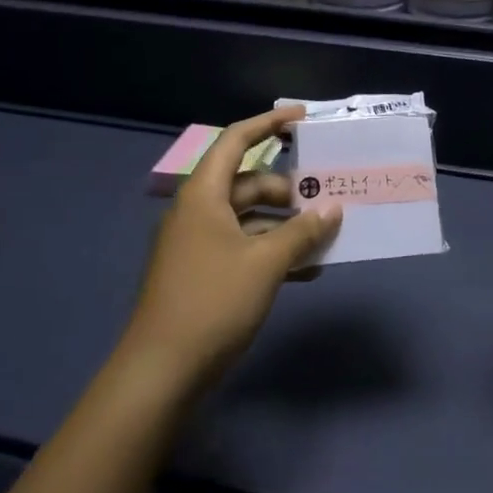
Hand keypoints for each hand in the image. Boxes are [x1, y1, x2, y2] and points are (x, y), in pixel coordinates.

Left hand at [120, 107, 341, 390]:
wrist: (160, 373)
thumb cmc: (212, 302)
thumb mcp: (265, 263)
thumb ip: (302, 232)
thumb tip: (332, 209)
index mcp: (204, 195)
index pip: (236, 140)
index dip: (269, 123)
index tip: (303, 118)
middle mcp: (199, 212)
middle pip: (250, 183)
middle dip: (290, 189)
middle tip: (328, 197)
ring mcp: (199, 244)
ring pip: (251, 218)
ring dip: (287, 225)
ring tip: (326, 235)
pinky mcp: (204, 273)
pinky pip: (245, 248)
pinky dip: (274, 252)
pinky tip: (308, 271)